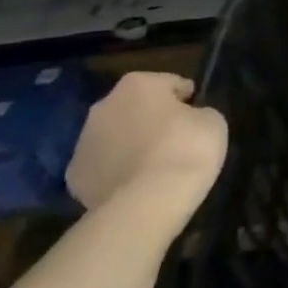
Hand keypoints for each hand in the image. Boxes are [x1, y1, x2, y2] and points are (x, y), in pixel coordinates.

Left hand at [67, 73, 227, 227]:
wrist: (146, 203)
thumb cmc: (186, 149)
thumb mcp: (212, 121)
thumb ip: (198, 113)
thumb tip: (188, 119)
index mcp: (138, 84)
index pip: (170, 83)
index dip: (187, 98)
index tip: (198, 115)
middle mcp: (104, 106)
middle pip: (135, 107)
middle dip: (152, 119)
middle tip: (175, 139)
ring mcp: (83, 142)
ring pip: (114, 136)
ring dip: (130, 144)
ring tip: (154, 166)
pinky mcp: (74, 177)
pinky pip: (102, 167)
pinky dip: (116, 172)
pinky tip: (135, 186)